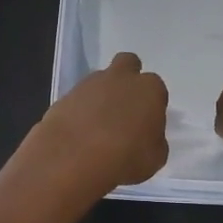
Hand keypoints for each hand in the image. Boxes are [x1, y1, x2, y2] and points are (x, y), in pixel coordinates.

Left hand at [26, 51, 169, 196]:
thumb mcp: (155, 158)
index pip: (156, 88)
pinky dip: (81, 110)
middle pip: (128, 64)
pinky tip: (80, 132)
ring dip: (102, 96)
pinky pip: (79, 98)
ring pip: (100, 80)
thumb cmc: (125, 159)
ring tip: (98, 127)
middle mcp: (121, 78)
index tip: (147, 123)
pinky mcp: (65, 95)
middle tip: (125, 107)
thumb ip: (154, 139)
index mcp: (149, 89)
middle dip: (128, 79)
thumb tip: (146, 135)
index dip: (152, 104)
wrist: (73, 158)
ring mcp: (90, 84)